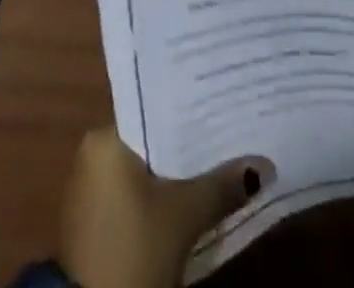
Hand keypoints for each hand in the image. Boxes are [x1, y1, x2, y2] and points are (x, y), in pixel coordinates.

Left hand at [60, 128, 273, 287]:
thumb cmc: (135, 250)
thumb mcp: (185, 216)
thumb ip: (222, 184)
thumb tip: (262, 165)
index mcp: (106, 137)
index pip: (155, 108)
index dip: (191, 109)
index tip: (222, 103)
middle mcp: (93, 152)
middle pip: (152, 139)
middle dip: (188, 143)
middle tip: (229, 132)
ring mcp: (90, 189)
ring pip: (145, 168)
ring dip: (176, 172)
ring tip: (219, 160)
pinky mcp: (95, 222)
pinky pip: (134, 192)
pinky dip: (160, 194)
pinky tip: (191, 196)